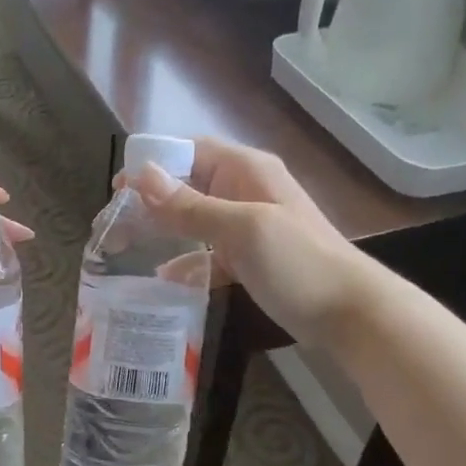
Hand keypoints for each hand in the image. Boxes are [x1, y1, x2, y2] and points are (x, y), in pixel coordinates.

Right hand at [127, 136, 374, 342]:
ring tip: (126, 247)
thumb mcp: (241, 229)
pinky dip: (188, 261)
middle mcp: (245, 190)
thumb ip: (189, 206)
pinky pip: (209, 252)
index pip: (189, 151)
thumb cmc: (299, 263)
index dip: (152, 164)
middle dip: (150, 200)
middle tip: (113, 224)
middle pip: (188, 185)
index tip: (116, 190)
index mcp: (246, 170)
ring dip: (163, 229)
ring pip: (195, 219)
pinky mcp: (251, 258)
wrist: (352, 314)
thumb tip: (140, 175)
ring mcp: (249, 226)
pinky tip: (165, 278)